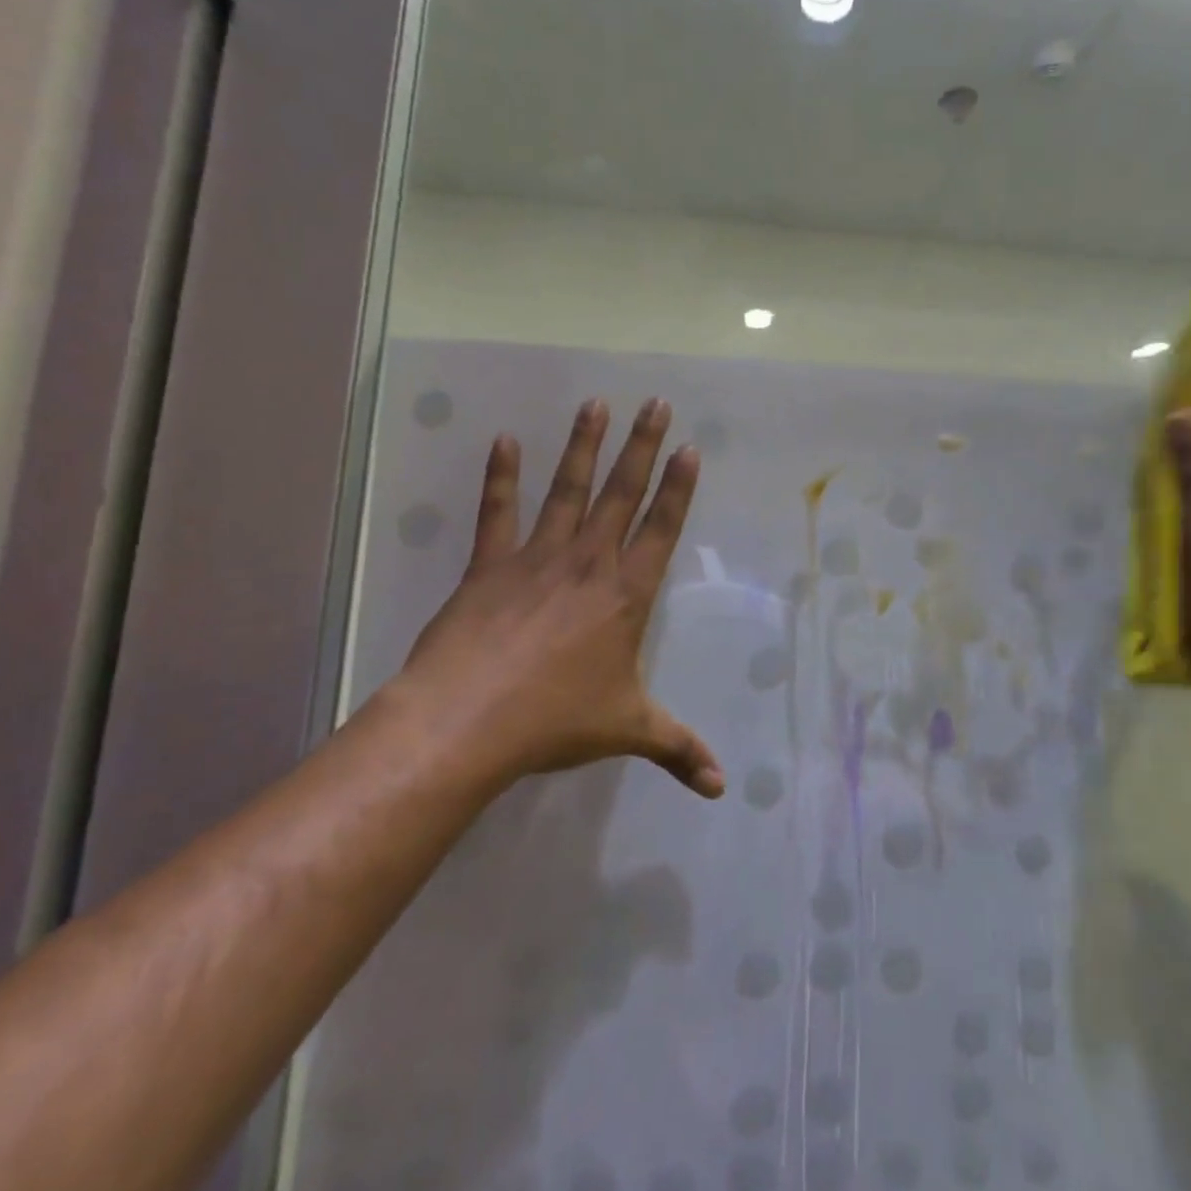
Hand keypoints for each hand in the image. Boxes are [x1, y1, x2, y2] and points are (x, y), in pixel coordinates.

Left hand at [392, 397, 723, 797]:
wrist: (468, 721)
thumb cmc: (557, 720)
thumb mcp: (628, 731)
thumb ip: (678, 750)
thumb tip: (721, 788)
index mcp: (626, 595)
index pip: (662, 529)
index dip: (678, 488)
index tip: (689, 449)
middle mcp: (590, 564)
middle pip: (622, 493)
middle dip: (643, 447)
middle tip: (656, 404)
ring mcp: (538, 558)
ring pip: (568, 490)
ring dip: (583, 446)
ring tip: (596, 403)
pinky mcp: (489, 565)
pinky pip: (497, 512)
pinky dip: (500, 476)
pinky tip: (503, 440)